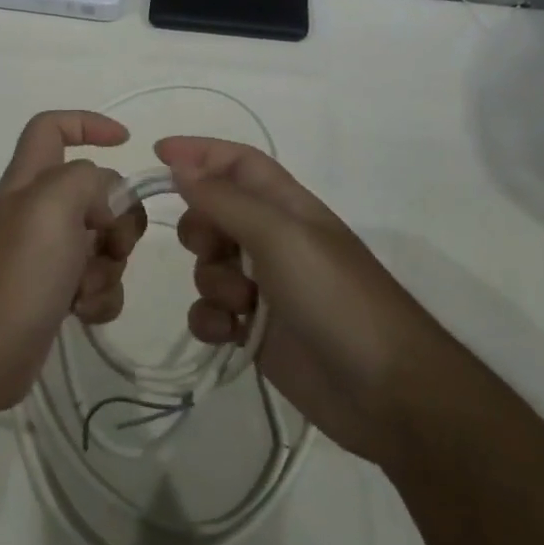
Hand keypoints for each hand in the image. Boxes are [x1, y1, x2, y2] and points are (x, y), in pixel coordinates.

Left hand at [0, 112, 146, 414]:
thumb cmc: (16, 272)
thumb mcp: (53, 205)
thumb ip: (91, 182)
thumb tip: (109, 204)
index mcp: (30, 180)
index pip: (52, 127)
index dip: (88, 123)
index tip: (126, 142)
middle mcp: (38, 212)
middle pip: (97, 193)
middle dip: (118, 217)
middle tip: (110, 241)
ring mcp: (47, 255)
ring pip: (104, 242)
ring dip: (109, 266)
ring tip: (83, 288)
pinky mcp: (55, 294)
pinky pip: (99, 283)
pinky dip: (101, 297)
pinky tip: (83, 313)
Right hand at [158, 136, 433, 467]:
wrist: (385, 392)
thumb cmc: (335, 297)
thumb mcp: (279, 236)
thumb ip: (225, 200)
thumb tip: (180, 165)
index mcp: (286, 206)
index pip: (237, 162)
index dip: (200, 152)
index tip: (157, 156)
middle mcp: (273, 240)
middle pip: (214, 212)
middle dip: (199, 227)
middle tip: (210, 248)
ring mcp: (264, 287)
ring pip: (209, 265)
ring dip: (210, 280)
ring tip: (239, 304)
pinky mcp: (256, 330)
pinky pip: (211, 311)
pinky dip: (211, 319)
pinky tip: (230, 334)